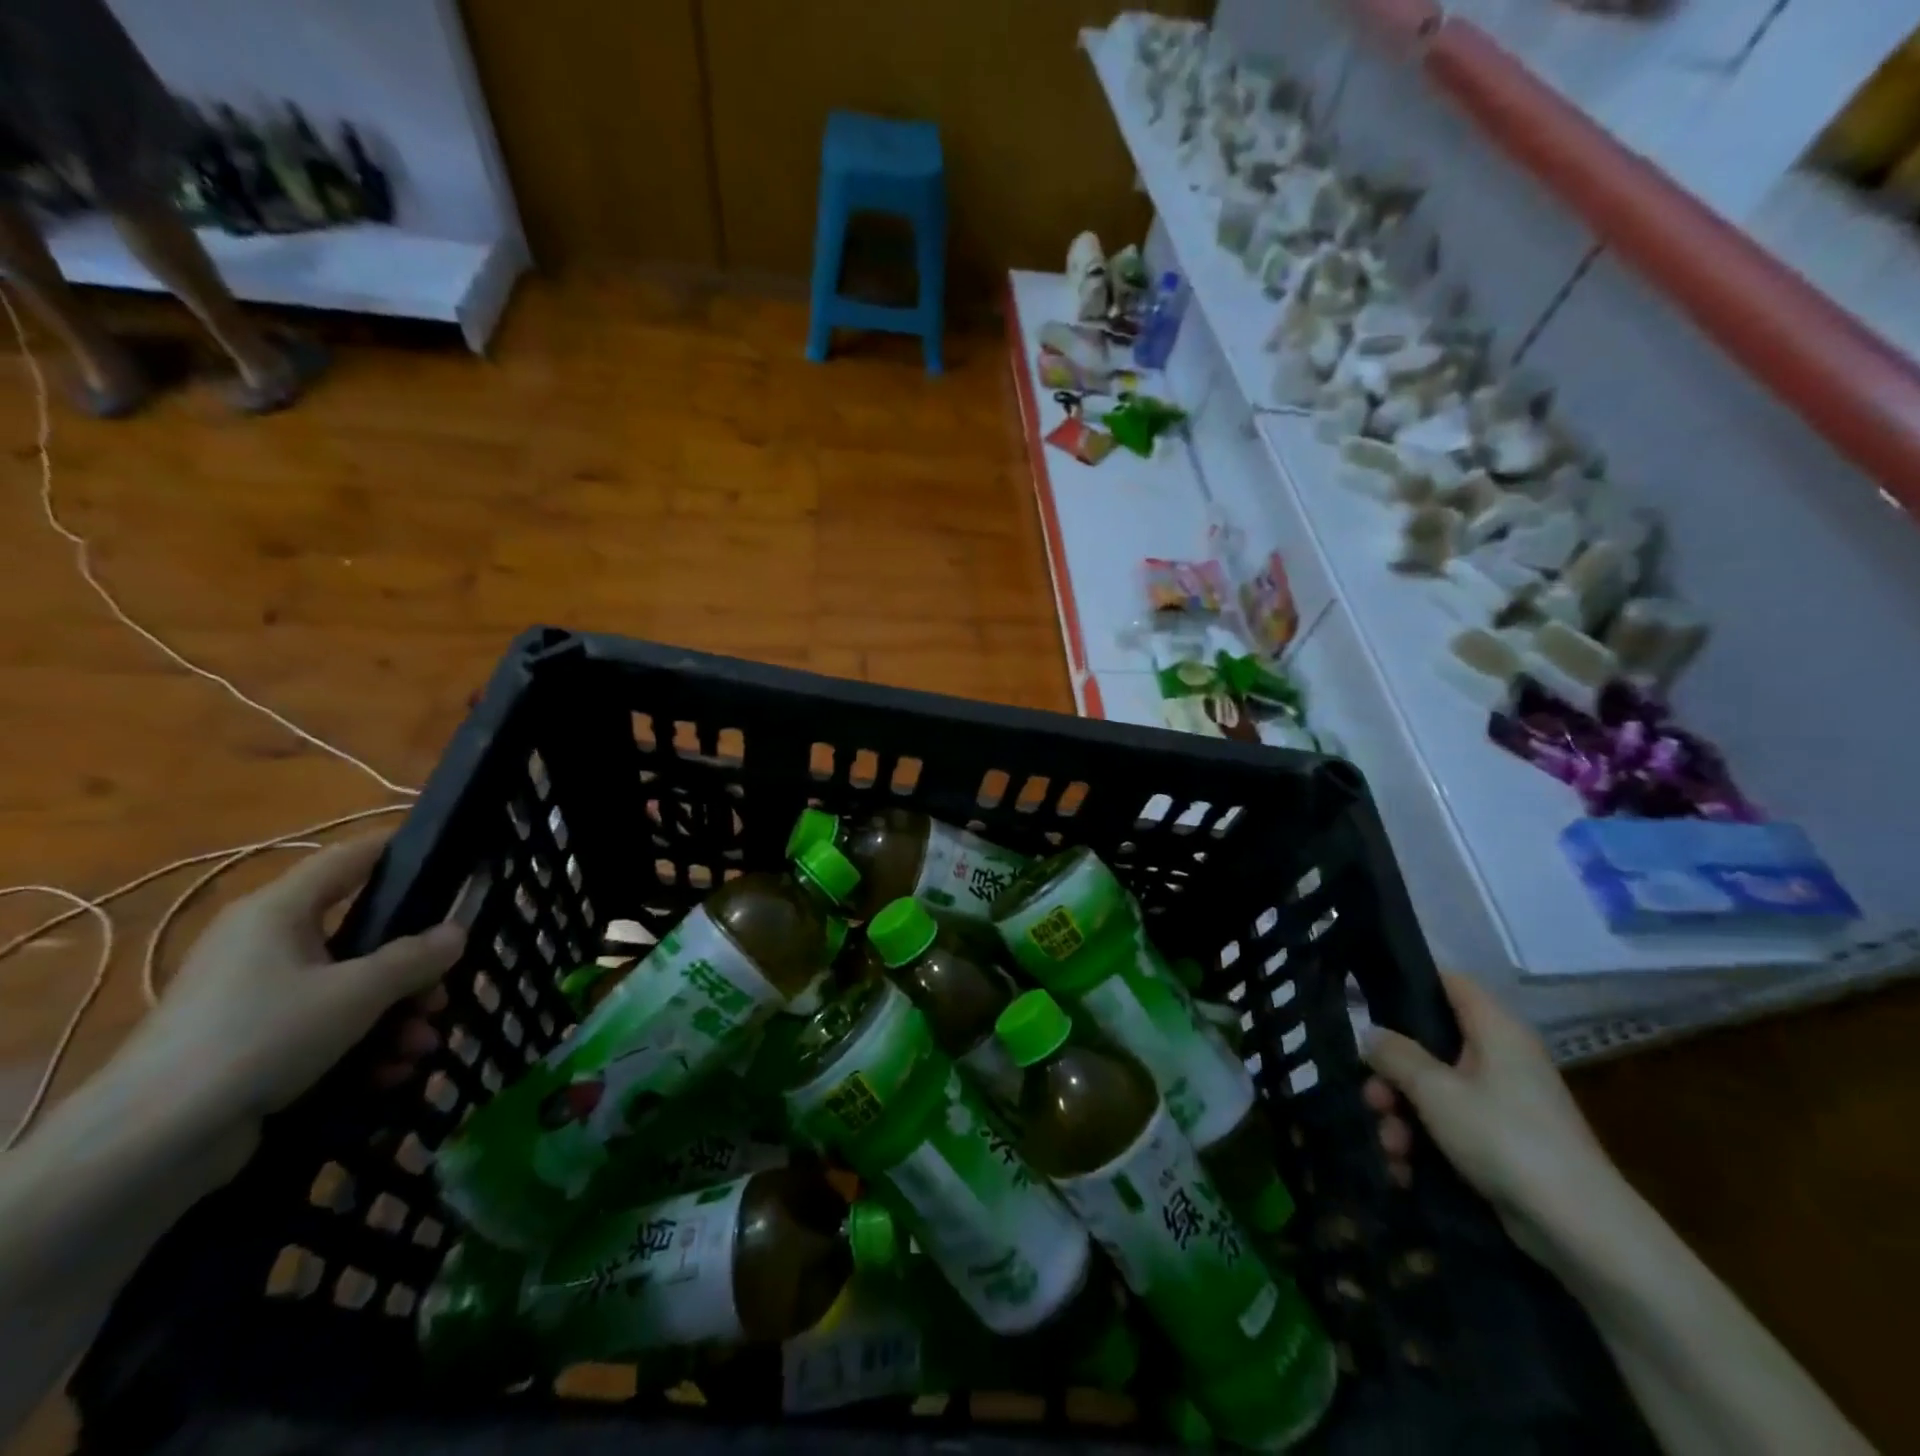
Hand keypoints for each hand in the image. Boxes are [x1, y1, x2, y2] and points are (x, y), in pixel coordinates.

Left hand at [123, 837, 464, 1130]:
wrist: (147, 1146)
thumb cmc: (259, 1038)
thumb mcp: (356, 993)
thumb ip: (414, 958)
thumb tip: (456, 932)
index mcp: (279, 911)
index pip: (351, 857)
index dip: (401, 851)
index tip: (451, 859)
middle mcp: (266, 943)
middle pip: (363, 934)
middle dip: (412, 969)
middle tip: (443, 996)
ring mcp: (256, 996)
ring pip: (349, 988)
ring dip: (395, 1016)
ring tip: (422, 1048)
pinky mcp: (252, 1043)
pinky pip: (324, 1028)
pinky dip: (362, 1046)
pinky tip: (389, 1073)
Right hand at [1363, 972, 1614, 1261]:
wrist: (1582, 1232)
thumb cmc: (1505, 1139)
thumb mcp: (1435, 1091)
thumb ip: (1394, 1055)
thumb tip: (1370, 1034)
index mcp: (1495, 1030)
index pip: (1450, 981)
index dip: (1409, 982)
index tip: (1368, 1002)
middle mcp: (1500, 1057)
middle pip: (1429, 1044)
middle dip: (1392, 1074)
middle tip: (1373, 1099)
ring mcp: (1502, 1102)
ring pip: (1433, 1090)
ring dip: (1402, 1116)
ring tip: (1391, 1148)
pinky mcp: (1502, 1141)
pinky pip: (1449, 1126)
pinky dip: (1424, 1143)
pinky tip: (1404, 1170)